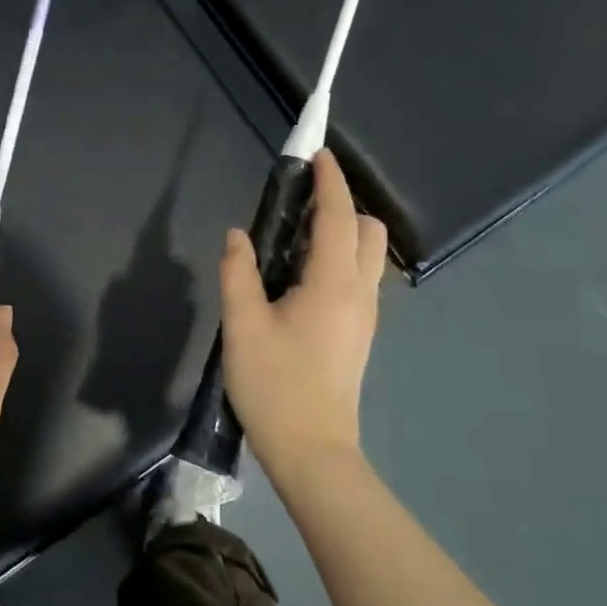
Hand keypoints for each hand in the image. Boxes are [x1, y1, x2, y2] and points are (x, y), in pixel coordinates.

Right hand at [220, 150, 387, 494]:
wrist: (312, 450)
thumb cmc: (274, 385)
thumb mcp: (243, 326)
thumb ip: (238, 273)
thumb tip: (237, 235)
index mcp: (333, 283)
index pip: (339, 217)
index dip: (331, 182)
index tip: (319, 155)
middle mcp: (360, 293)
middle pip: (369, 232)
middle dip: (343, 206)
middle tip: (300, 206)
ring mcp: (364, 316)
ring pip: (368, 257)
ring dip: (342, 234)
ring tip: (296, 239)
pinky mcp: (359, 335)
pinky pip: (359, 279)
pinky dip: (340, 260)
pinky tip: (301, 278)